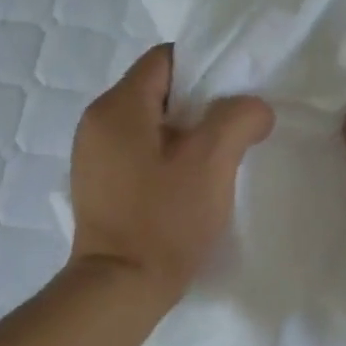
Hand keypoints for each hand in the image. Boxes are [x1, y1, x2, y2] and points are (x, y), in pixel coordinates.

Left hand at [69, 46, 274, 307]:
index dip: (206, 69)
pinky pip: (137, 152)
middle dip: (199, 105)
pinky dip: (165, 157)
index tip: (235, 97)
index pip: (165, 59)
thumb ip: (239, 118)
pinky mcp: (97, 185)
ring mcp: (92, 155)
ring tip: (215, 161)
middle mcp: (96, 122)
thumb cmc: (165, 219)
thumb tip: (254, 108)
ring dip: (184, 134)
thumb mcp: (212, 162)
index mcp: (118, 106)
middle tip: (233, 130)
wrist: (121, 287)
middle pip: (157, 90)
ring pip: (149, 124)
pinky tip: (187, 184)